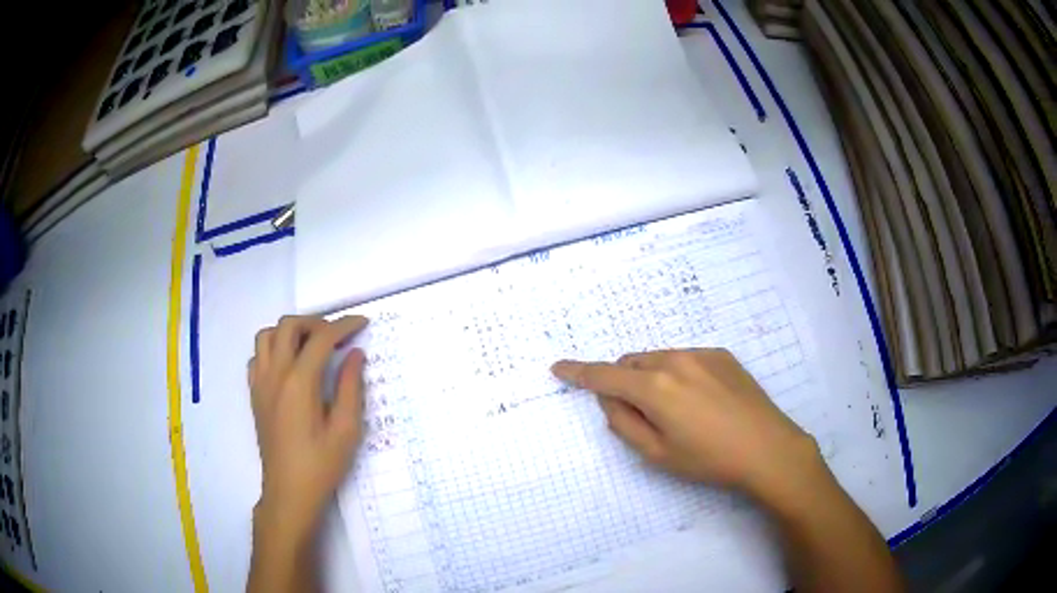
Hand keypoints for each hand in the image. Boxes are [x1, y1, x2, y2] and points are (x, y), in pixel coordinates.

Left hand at [248, 315, 369, 535]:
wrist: (289, 492)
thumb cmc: (321, 465)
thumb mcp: (346, 430)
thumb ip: (351, 387)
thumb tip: (356, 354)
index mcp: (299, 383)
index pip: (321, 338)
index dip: (343, 326)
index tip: (362, 324)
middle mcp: (275, 375)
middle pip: (289, 326)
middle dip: (315, 322)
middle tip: (337, 336)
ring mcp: (260, 383)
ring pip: (267, 336)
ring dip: (290, 332)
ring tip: (311, 347)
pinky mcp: (254, 394)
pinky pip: (257, 357)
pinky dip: (273, 349)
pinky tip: (289, 366)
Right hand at [552, 348, 821, 502]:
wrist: (768, 448)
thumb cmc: (708, 459)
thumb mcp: (657, 454)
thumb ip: (623, 423)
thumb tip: (610, 399)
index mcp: (654, 387)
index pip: (604, 375)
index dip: (578, 372)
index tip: (559, 367)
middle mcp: (675, 360)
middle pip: (632, 362)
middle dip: (624, 381)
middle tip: (640, 413)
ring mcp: (701, 354)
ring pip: (658, 358)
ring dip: (651, 376)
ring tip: (676, 409)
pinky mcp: (722, 354)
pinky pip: (685, 358)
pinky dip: (678, 373)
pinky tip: (701, 400)